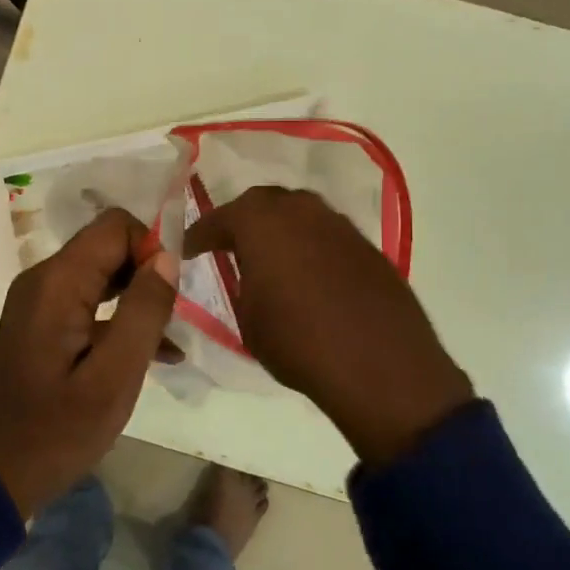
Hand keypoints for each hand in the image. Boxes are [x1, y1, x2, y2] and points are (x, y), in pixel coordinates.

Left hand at [0, 207, 178, 515]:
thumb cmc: (58, 430)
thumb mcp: (113, 377)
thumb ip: (143, 312)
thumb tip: (167, 258)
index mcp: (57, 283)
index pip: (115, 226)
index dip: (150, 249)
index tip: (167, 296)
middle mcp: (43, 279)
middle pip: (108, 245)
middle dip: (145, 274)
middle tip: (168, 321)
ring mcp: (39, 300)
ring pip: (102, 272)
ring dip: (137, 297)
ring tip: (164, 339)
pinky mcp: (42, 322)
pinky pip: (88, 299)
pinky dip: (118, 316)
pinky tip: (150, 353)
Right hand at [185, 188, 471, 466]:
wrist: (380, 366)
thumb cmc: (298, 343)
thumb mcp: (248, 319)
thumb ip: (242, 285)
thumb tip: (249, 275)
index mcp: (260, 222)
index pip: (219, 218)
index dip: (200, 235)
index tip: (189, 250)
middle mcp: (300, 209)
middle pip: (262, 203)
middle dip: (242, 221)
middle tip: (228, 244)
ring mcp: (338, 223)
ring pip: (298, 213)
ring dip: (279, 229)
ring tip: (269, 256)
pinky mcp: (366, 244)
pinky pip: (326, 234)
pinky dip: (310, 245)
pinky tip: (308, 272)